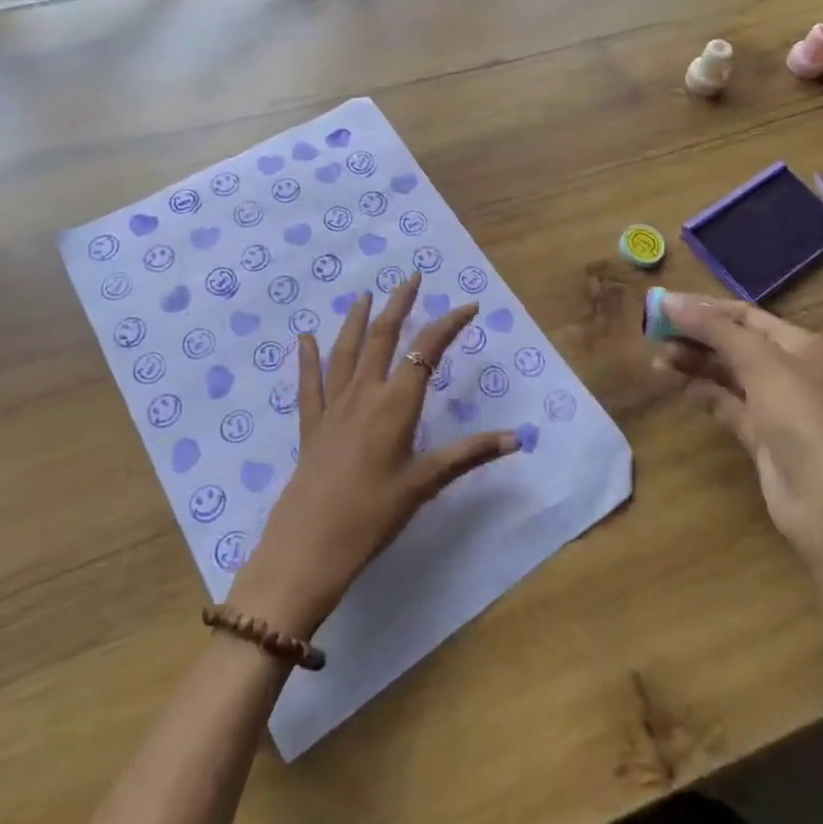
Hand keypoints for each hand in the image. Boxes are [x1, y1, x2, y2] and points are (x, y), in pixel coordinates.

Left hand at [228, 272, 519, 638]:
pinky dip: (307, 358)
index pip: (428, 350)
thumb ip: (469, 454)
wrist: (309, 546)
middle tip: (412, 277)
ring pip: (346, 351)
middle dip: (400, 304)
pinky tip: (305, 338)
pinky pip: (308, 384)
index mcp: (396, 404)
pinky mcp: (311, 425)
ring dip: (357, 320)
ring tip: (365, 295)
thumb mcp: (425, 483)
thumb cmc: (373, 515)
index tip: (469, 306)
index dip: (449, 324)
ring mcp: (333, 407)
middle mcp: (364, 393)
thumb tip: (517, 438)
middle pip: (384, 337)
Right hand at [654, 293, 822, 569]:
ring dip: (692, 363)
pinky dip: (699, 390)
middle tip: (652, 334)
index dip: (703, 308)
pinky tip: (673, 384)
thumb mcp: (759, 362)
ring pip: (724, 372)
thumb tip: (669, 300)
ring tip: (656, 360)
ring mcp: (772, 403)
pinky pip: (723, 402)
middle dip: (694, 335)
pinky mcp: (758, 434)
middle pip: (732, 341)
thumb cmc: (800, 418)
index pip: (742, 314)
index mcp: (796, 343)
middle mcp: (786, 368)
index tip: (661, 306)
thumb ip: (714, 329)